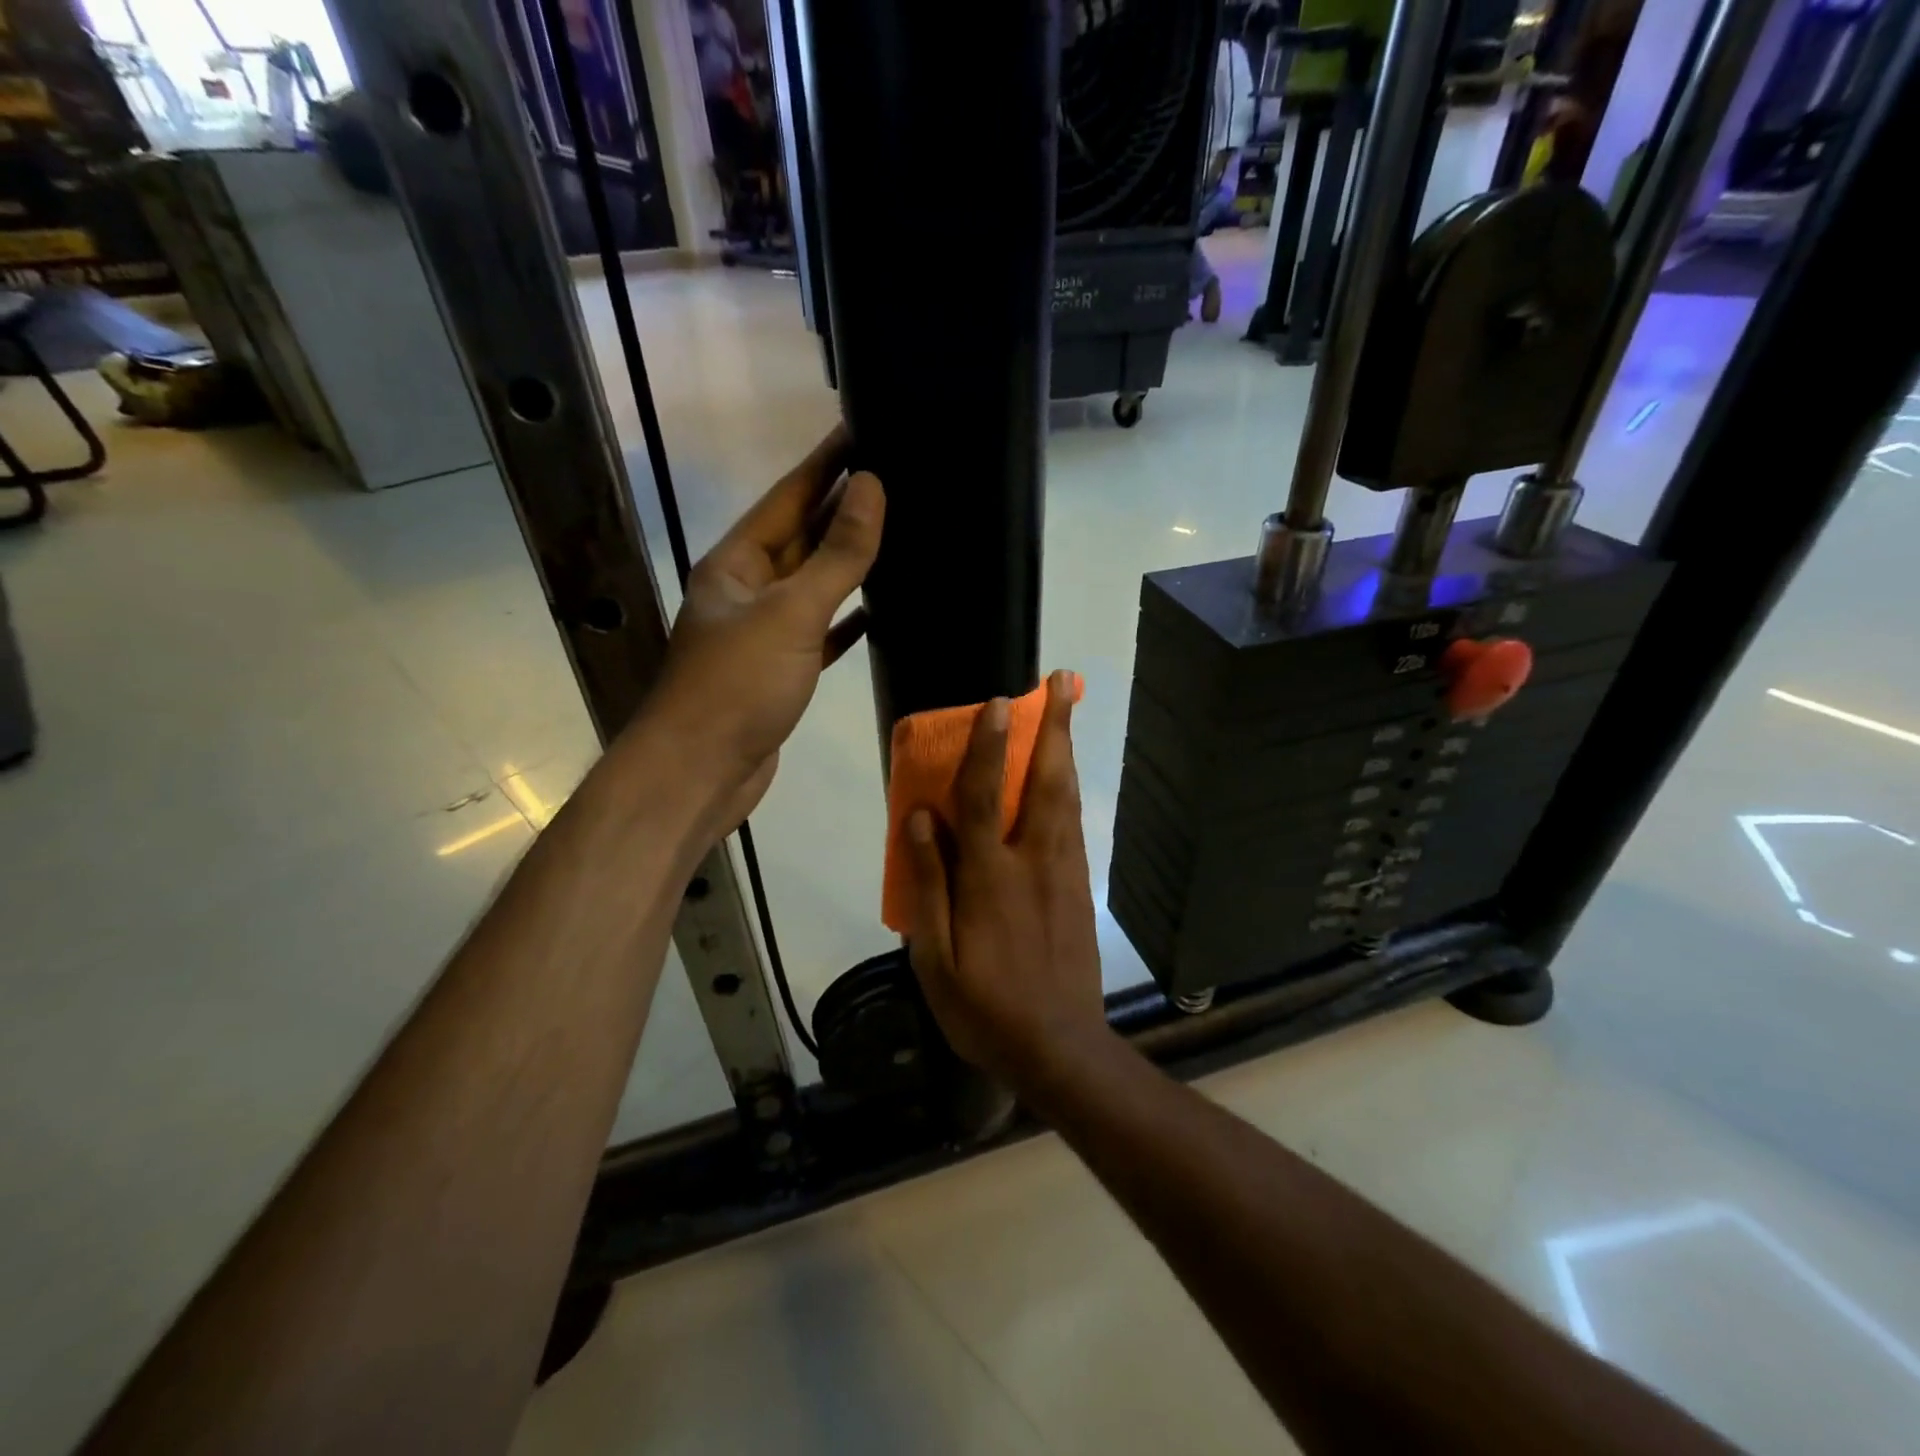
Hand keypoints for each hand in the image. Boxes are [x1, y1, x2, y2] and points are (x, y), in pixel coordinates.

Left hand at [644, 426, 883, 831]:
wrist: (700, 773)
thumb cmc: (738, 686)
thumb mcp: (790, 613)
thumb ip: (836, 555)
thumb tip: (872, 487)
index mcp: (736, 563)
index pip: (788, 496)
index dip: (826, 463)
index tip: (863, 429)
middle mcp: (746, 590)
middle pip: (801, 537)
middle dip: (843, 507)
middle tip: (896, 475)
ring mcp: (763, 634)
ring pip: (814, 585)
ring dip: (849, 561)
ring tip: (898, 531)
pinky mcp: (781, 672)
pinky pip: (821, 632)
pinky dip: (848, 619)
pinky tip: (880, 608)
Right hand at [905, 671, 1113, 1089]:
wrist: (1059, 1048)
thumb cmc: (984, 1007)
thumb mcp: (935, 958)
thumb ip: (928, 883)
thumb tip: (920, 818)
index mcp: (989, 878)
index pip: (985, 797)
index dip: (989, 747)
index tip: (998, 704)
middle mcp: (1032, 862)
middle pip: (1045, 783)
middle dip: (1053, 729)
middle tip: (1062, 683)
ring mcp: (1064, 873)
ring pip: (1067, 799)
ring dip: (1065, 751)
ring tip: (1067, 712)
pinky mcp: (1080, 889)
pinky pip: (1074, 826)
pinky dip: (1070, 790)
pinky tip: (1066, 778)